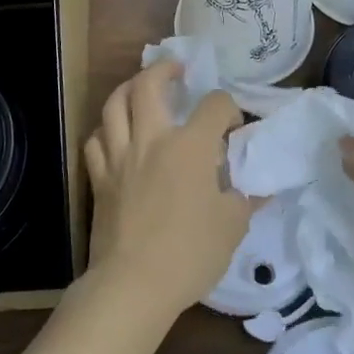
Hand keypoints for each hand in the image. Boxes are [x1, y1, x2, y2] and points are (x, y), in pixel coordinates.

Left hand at [83, 60, 253, 322]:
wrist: (134, 284)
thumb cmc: (190, 254)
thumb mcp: (233, 227)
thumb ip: (245, 199)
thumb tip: (258, 188)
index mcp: (190, 146)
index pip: (214, 105)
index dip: (228, 108)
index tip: (233, 127)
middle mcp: (152, 139)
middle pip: (149, 85)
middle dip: (164, 69)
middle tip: (177, 70)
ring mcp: (120, 156)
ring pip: (114, 104)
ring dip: (128, 88)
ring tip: (140, 88)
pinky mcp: (99, 178)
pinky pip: (95, 140)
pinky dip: (105, 130)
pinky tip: (114, 134)